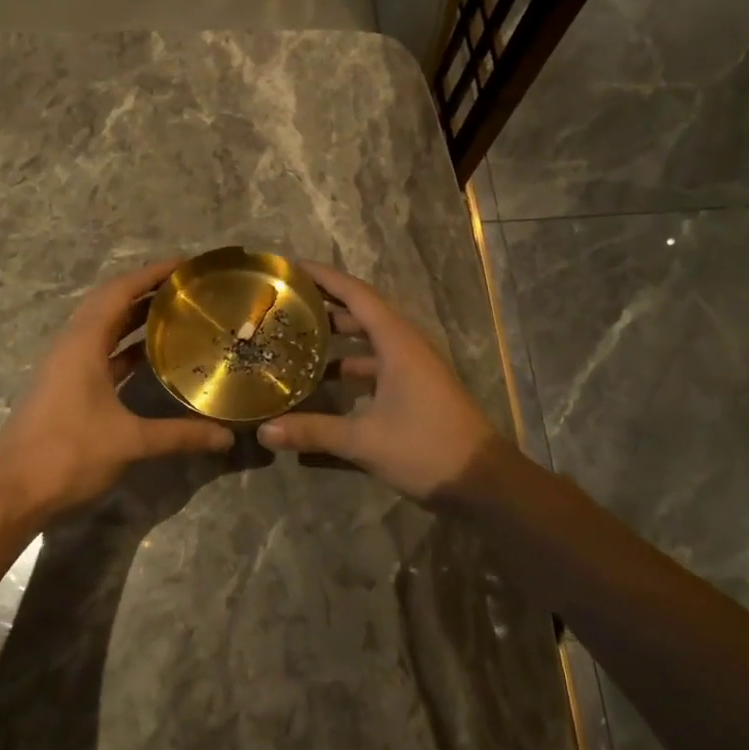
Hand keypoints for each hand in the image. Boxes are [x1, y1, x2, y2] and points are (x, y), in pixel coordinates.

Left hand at [0, 258, 232, 524]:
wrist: (11, 492)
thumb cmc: (68, 454)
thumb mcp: (129, 442)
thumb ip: (179, 435)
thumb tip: (226, 436)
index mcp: (82, 343)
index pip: (119, 291)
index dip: (152, 273)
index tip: (185, 264)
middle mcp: (71, 345)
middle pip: (110, 303)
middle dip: (147, 291)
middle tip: (187, 288)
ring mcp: (65, 367)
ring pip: (103, 329)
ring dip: (135, 318)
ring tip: (176, 315)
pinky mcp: (64, 388)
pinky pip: (99, 352)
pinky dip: (125, 348)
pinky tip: (151, 358)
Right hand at [257, 262, 500, 500]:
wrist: (484, 482)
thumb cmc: (426, 448)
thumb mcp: (364, 441)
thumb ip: (313, 431)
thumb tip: (264, 430)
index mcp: (397, 342)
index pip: (356, 294)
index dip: (325, 278)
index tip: (293, 267)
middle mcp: (406, 346)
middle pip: (362, 313)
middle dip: (325, 306)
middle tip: (286, 305)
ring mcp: (414, 368)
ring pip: (370, 341)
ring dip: (338, 338)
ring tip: (297, 340)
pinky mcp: (416, 388)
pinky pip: (377, 364)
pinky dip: (351, 365)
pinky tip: (325, 382)